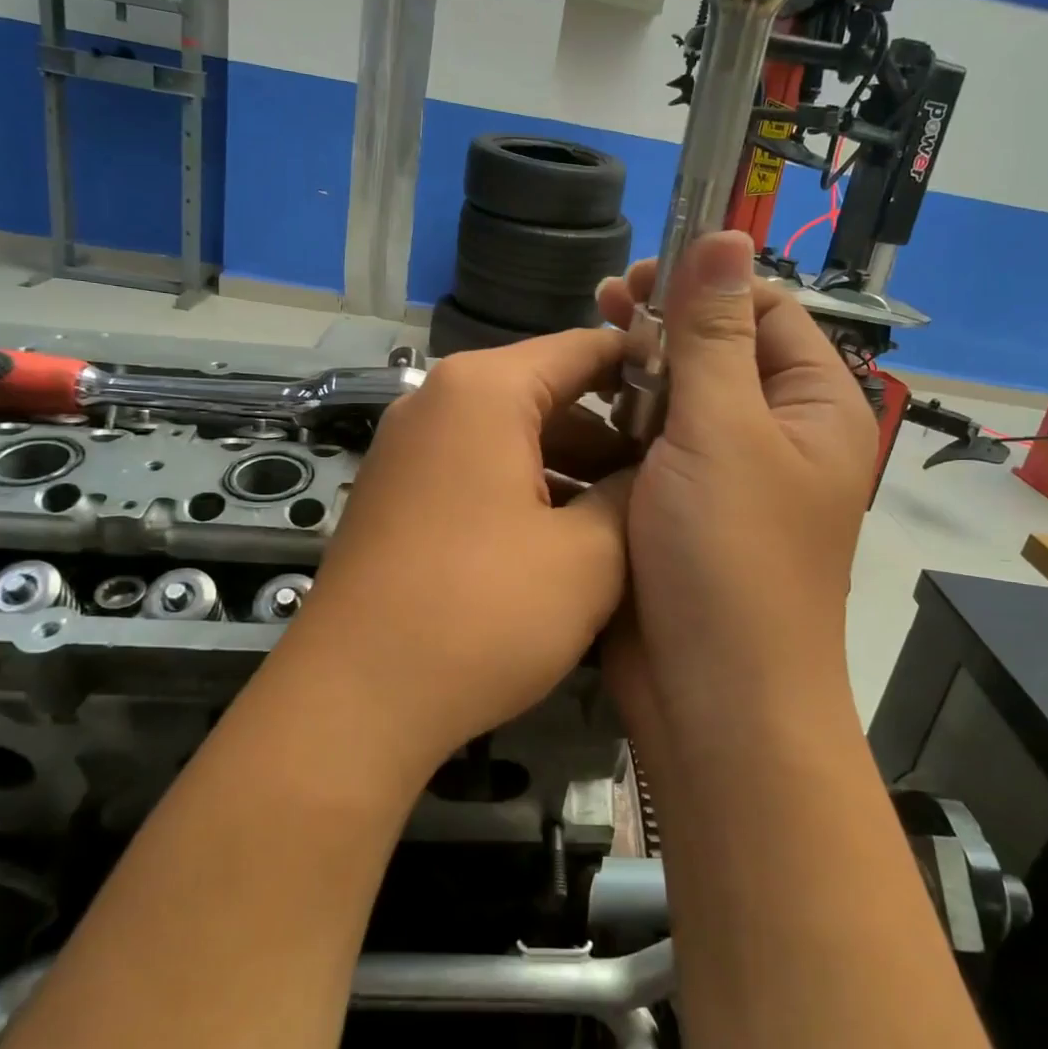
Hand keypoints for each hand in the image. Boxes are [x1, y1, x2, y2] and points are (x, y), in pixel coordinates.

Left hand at [278, 329, 633, 773]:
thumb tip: (655, 468)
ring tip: (626, 515)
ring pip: (511, 436)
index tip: (694, 403)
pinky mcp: (396, 493)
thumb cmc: (481, 613)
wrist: (353, 700)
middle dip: (610, 431)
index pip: (583, 348)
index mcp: (484, 390)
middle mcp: (437, 402)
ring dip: (569, 468)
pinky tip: (564, 540)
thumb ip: (633, 495)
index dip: (646, 369)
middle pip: (545, 392)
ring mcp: (408, 448)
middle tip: (670, 474)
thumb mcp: (588, 556)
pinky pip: (477, 470)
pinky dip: (525, 490)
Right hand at [596, 232, 875, 734]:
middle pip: (719, 351)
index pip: (765, 309)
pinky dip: (620, 427)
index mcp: (814, 406)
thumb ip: (715, 332)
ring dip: (634, 376)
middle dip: (661, 327)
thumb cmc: (730, 558)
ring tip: (579, 359)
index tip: (636, 282)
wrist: (714, 701)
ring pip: (678, 400)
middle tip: (600, 308)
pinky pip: (652, 448)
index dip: (704, 284)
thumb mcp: (722, 431)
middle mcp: (777, 434)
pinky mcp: (681, 510)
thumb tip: (728, 231)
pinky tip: (576, 416)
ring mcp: (726, 476)